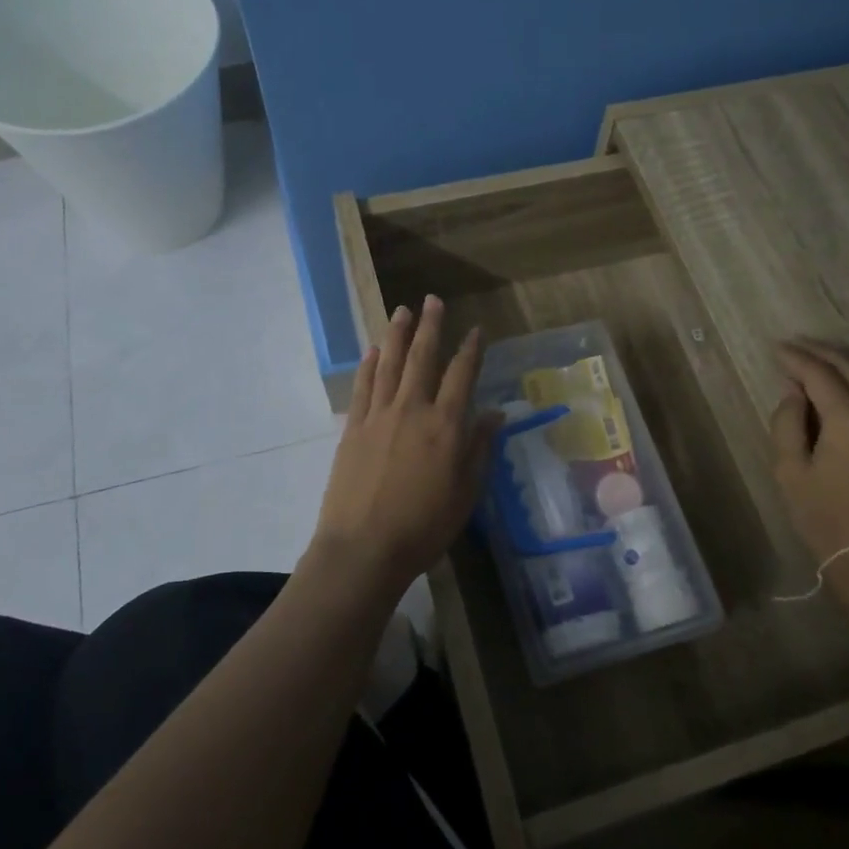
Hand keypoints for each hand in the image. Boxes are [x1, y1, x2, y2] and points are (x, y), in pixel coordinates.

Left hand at [311, 296, 501, 595]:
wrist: (364, 548)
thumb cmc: (424, 526)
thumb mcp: (466, 492)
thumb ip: (479, 448)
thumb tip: (494, 413)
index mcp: (446, 426)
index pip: (462, 375)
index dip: (471, 349)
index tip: (476, 329)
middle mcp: (412, 410)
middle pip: (422, 358)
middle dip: (430, 327)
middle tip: (432, 300)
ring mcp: (378, 416)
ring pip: (389, 364)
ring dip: (396, 335)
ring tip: (402, 311)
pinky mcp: (354, 428)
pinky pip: (363, 387)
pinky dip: (368, 365)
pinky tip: (372, 351)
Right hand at [770, 340, 848, 570]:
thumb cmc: (826, 520)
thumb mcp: (791, 471)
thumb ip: (787, 423)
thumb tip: (795, 394)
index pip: (820, 374)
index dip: (796, 359)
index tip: (776, 349)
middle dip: (821, 355)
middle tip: (794, 348)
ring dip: (842, 369)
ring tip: (814, 364)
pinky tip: (841, 392)